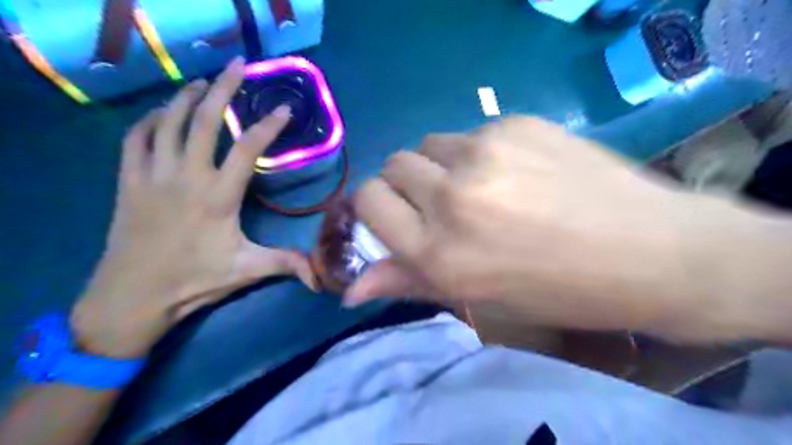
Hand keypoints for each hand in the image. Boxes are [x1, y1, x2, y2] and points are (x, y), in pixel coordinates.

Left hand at [71, 58, 317, 357]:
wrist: (133, 295)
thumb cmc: (194, 280)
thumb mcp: (247, 271)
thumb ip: (286, 264)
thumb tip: (321, 276)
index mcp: (219, 196)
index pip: (247, 150)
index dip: (268, 127)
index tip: (283, 109)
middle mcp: (186, 176)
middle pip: (204, 121)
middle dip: (223, 88)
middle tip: (237, 66)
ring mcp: (154, 174)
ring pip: (168, 122)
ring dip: (186, 97)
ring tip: (203, 82)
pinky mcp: (129, 180)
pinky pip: (136, 138)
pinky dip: (149, 120)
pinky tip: (161, 114)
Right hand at [348, 116, 750, 338]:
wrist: (650, 252)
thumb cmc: (557, 290)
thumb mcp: (477, 297)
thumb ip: (408, 283)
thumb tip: (351, 289)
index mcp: (439, 252)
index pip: (370, 201)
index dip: (376, 206)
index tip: (393, 214)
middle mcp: (452, 197)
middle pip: (394, 166)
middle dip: (406, 185)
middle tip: (439, 203)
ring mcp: (485, 152)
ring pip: (429, 144)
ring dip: (440, 165)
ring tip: (480, 186)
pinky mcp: (516, 123)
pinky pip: (471, 132)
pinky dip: (478, 152)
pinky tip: (517, 171)